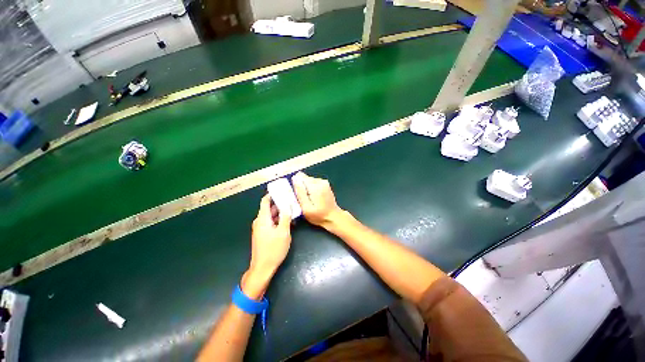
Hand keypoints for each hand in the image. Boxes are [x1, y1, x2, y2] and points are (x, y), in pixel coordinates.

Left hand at [249, 194, 291, 274]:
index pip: (265, 201)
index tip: (282, 191)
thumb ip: (285, 217)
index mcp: (262, 219)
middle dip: (280, 204)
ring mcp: (261, 228)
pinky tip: (289, 223)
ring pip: (271, 216)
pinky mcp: (263, 234)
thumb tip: (287, 205)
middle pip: (269, 208)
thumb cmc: (273, 249)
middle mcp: (259, 221)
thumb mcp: (283, 232)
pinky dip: (279, 221)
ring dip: (281, 213)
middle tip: (292, 201)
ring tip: (293, 212)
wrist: (263, 268)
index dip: (272, 194)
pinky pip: (271, 223)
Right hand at [292, 172, 344, 228]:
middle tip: (304, 199)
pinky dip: (311, 189)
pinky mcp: (325, 184)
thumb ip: (300, 192)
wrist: (334, 217)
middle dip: (301, 187)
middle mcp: (320, 181)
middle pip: (304, 178)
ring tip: (309, 200)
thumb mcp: (306, 208)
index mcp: (315, 186)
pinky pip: (313, 183)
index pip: (300, 176)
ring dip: (306, 189)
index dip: (296, 185)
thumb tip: (295, 178)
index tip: (298, 194)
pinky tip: (314, 198)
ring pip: (308, 180)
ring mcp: (324, 182)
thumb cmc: (319, 215)